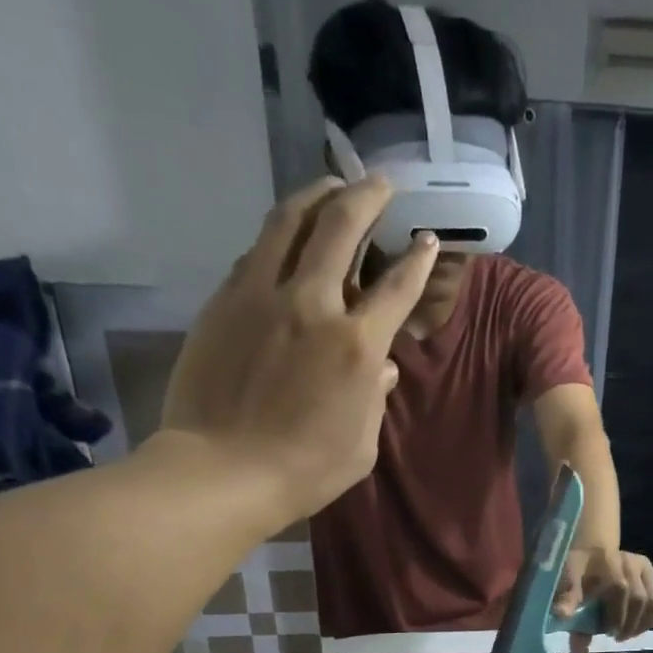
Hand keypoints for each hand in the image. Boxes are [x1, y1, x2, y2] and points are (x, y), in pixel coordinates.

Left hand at [156, 175, 437, 527]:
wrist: (224, 471)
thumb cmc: (305, 470)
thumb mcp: (361, 446)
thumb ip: (374, 399)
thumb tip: (379, 367)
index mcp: (357, 346)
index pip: (397, 289)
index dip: (418, 261)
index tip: (427, 241)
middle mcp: (312, 304)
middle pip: (341, 227)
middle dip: (366, 196)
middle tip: (380, 182)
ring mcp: (262, 296)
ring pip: (289, 222)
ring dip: (315, 196)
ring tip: (329, 185)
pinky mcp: (225, 301)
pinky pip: (256, 253)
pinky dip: (278, 237)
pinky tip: (284, 238)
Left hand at [554, 547, 652, 652]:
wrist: (587, 552)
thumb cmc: (574, 574)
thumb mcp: (565, 590)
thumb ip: (572, 619)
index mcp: (602, 560)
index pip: (618, 587)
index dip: (616, 615)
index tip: (606, 632)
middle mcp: (624, 559)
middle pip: (636, 597)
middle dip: (625, 622)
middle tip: (612, 636)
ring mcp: (638, 564)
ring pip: (649, 601)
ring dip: (638, 624)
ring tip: (623, 635)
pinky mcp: (648, 571)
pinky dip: (647, 620)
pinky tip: (635, 630)